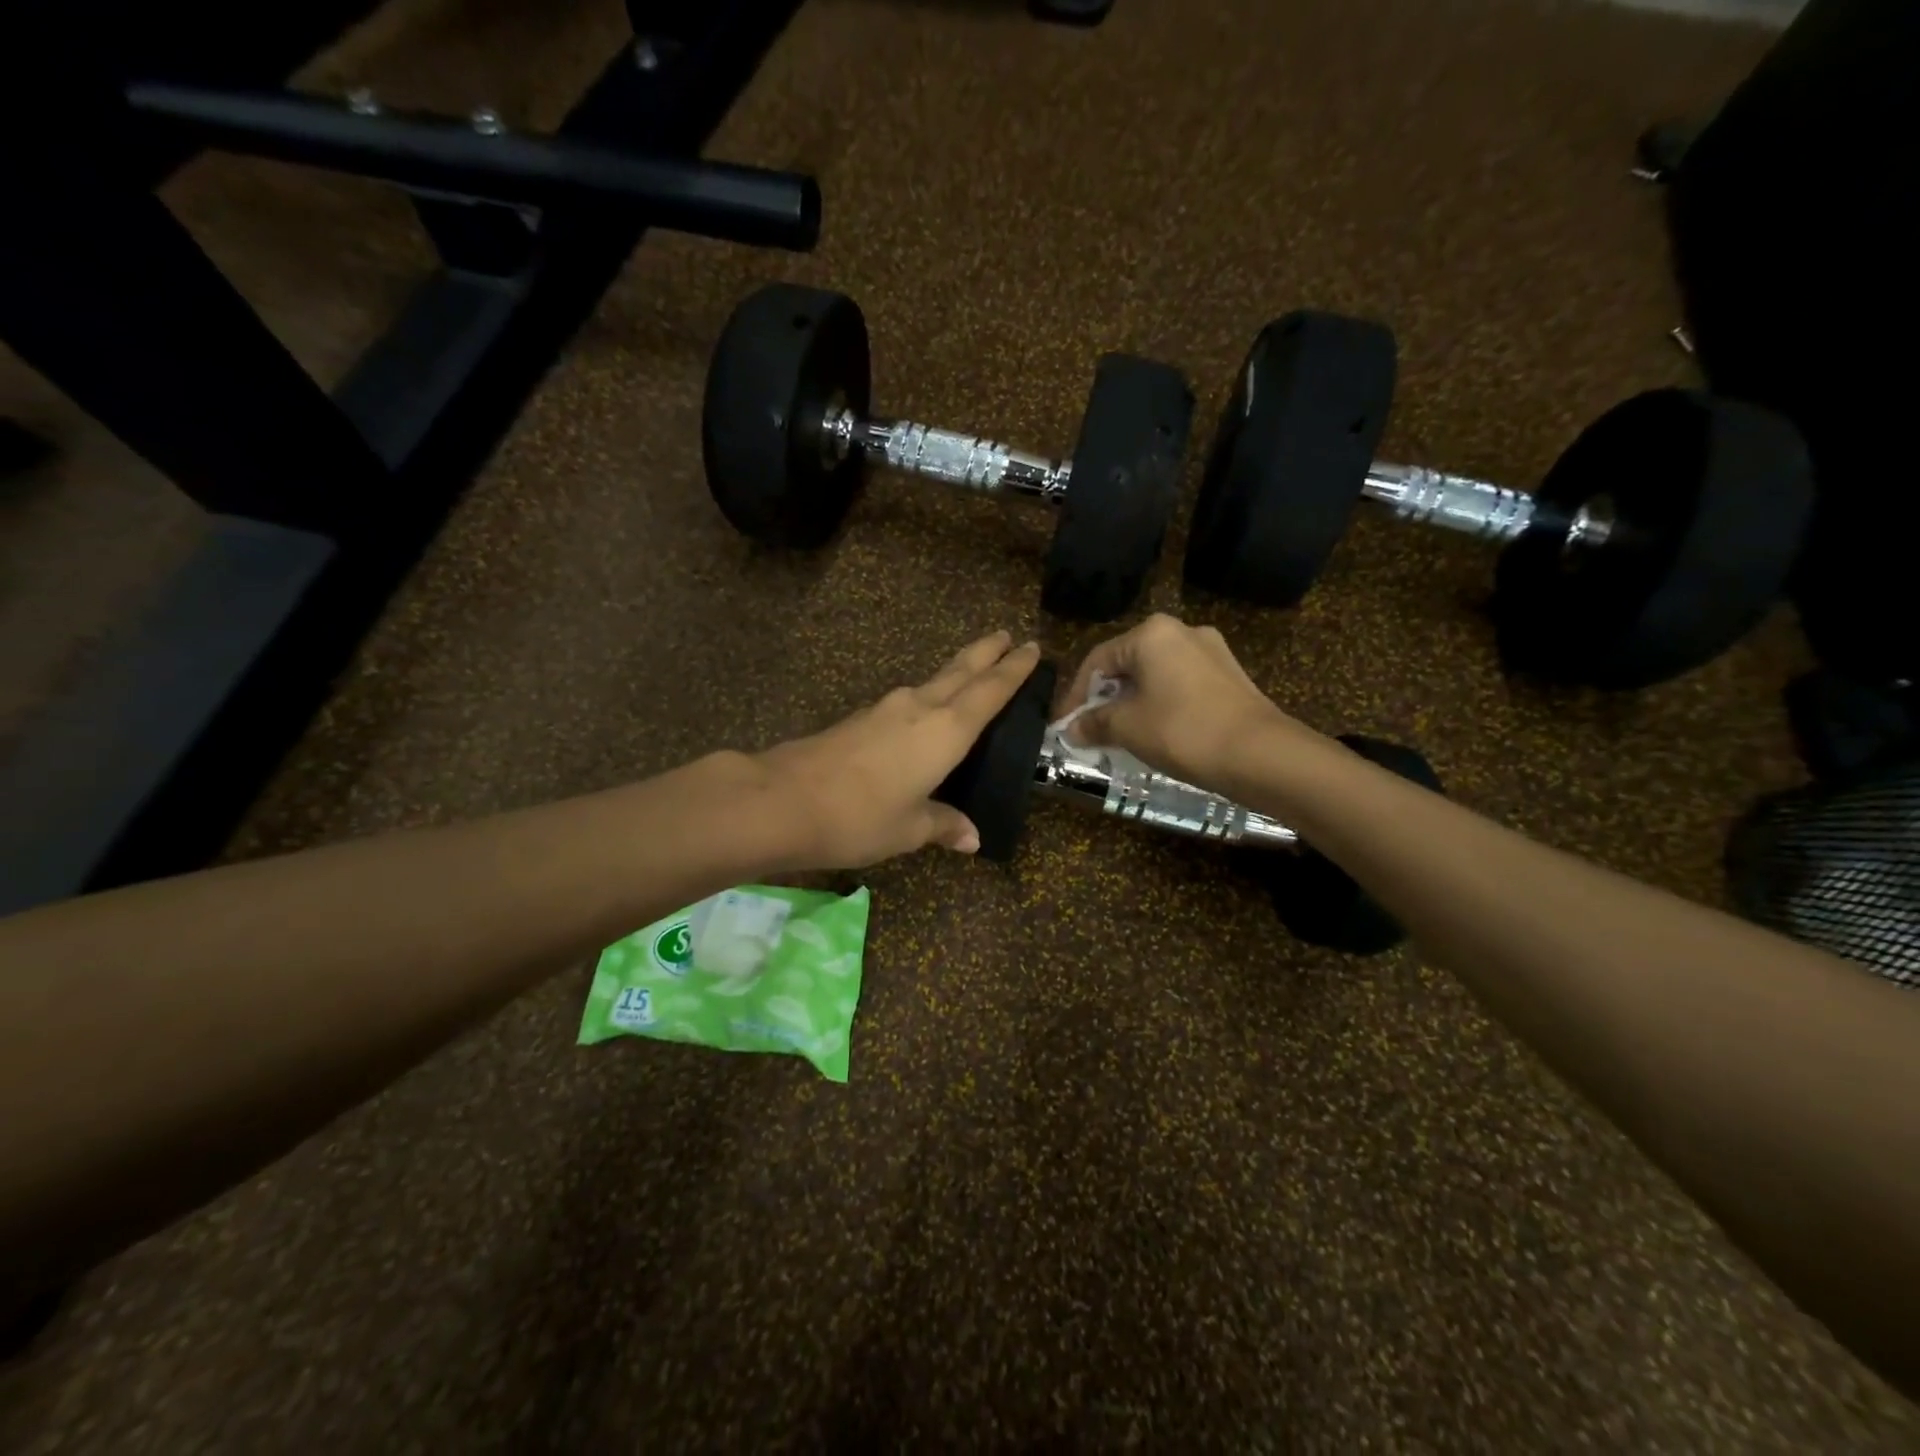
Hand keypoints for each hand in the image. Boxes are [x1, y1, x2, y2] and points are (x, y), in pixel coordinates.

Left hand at [756, 631, 1041, 869]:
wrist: (782, 800)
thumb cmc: (860, 817)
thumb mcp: (909, 828)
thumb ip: (943, 825)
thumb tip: (971, 837)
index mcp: (945, 731)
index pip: (990, 691)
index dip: (1013, 670)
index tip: (1032, 648)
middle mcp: (919, 708)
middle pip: (961, 671)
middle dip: (986, 652)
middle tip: (1007, 635)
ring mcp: (885, 709)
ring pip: (932, 682)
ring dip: (957, 672)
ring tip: (972, 671)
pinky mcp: (860, 719)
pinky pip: (907, 702)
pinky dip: (928, 698)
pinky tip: (923, 712)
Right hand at [1058, 614, 1303, 790]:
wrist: (1260, 754)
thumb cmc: (1182, 730)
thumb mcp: (1127, 727)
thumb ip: (1094, 722)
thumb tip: (1071, 728)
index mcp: (1152, 633)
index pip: (1098, 660)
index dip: (1075, 695)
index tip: (1064, 724)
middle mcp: (1182, 631)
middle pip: (1128, 664)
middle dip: (1105, 698)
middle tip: (1089, 729)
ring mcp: (1211, 651)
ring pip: (1155, 676)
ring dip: (1132, 703)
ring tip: (1120, 735)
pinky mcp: (1229, 675)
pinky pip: (1180, 685)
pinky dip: (1160, 705)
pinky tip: (1156, 732)